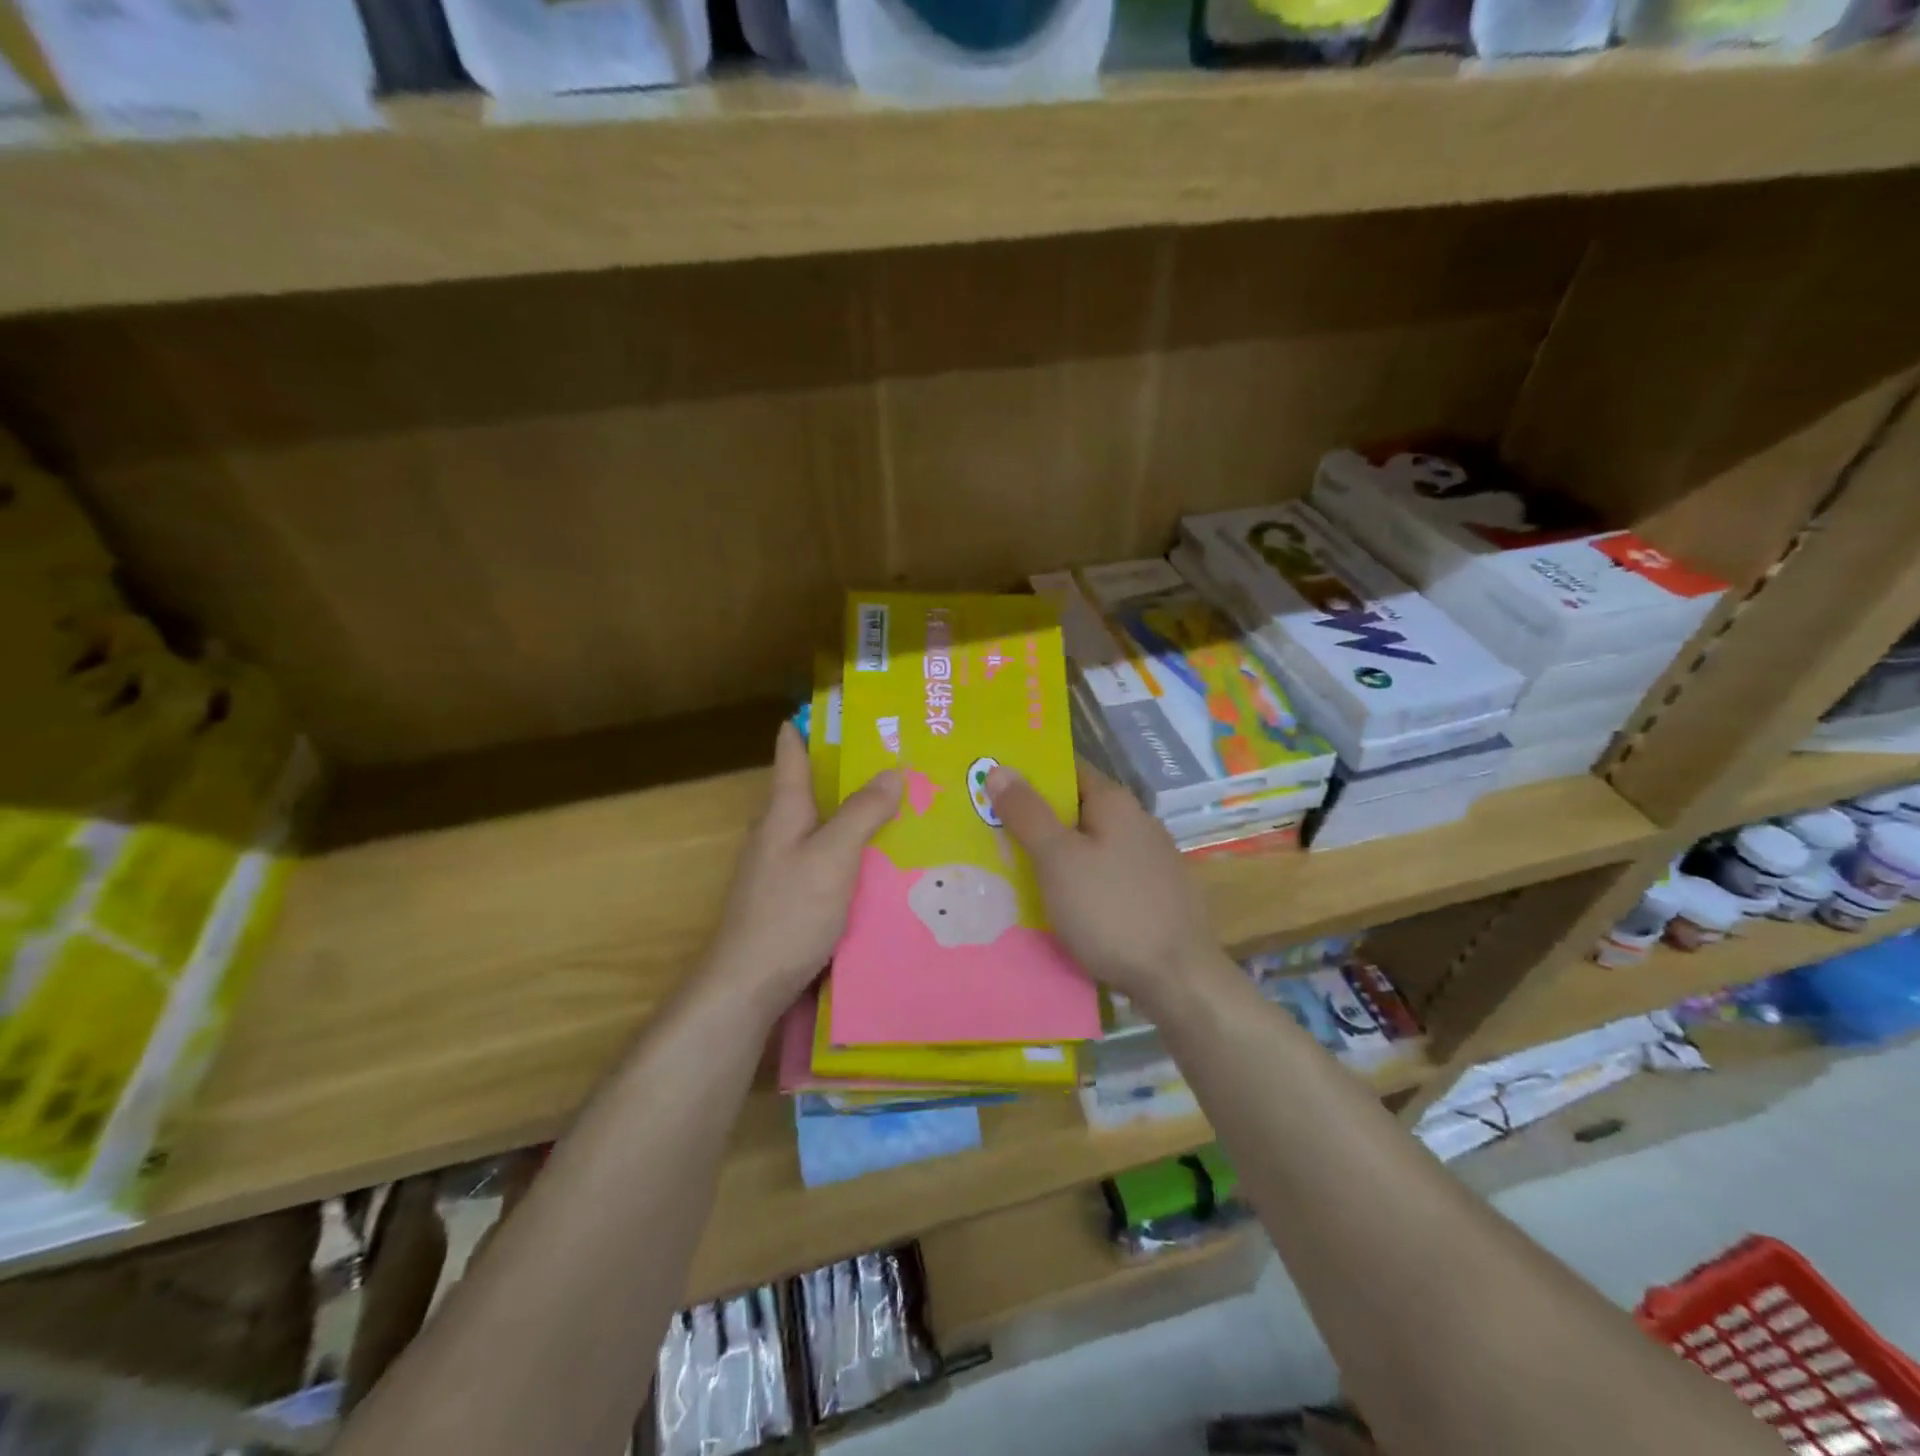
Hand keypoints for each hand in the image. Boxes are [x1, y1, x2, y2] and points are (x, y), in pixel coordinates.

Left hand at [706, 722, 902, 1007]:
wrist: (748, 984)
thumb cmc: (789, 911)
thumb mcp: (833, 856)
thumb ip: (862, 813)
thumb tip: (893, 770)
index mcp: (783, 813)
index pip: (792, 757)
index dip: (804, 730)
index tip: (825, 706)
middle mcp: (776, 835)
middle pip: (808, 793)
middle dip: (842, 774)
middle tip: (889, 760)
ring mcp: (779, 870)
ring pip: (819, 830)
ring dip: (849, 817)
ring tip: (895, 809)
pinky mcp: (789, 901)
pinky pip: (825, 863)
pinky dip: (849, 853)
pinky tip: (877, 865)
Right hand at [986, 759, 1220, 1005]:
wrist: (1177, 978)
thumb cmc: (1110, 909)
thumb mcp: (1057, 858)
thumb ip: (1027, 813)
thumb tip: (999, 768)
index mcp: (1115, 802)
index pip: (1067, 769)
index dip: (1030, 774)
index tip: (992, 784)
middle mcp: (1138, 821)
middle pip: (1077, 808)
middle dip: (1037, 817)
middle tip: (991, 830)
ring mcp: (1151, 859)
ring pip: (1091, 844)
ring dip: (1057, 852)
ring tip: (1014, 867)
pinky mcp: (1155, 894)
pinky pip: (1105, 874)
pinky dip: (1079, 879)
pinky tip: (1059, 900)